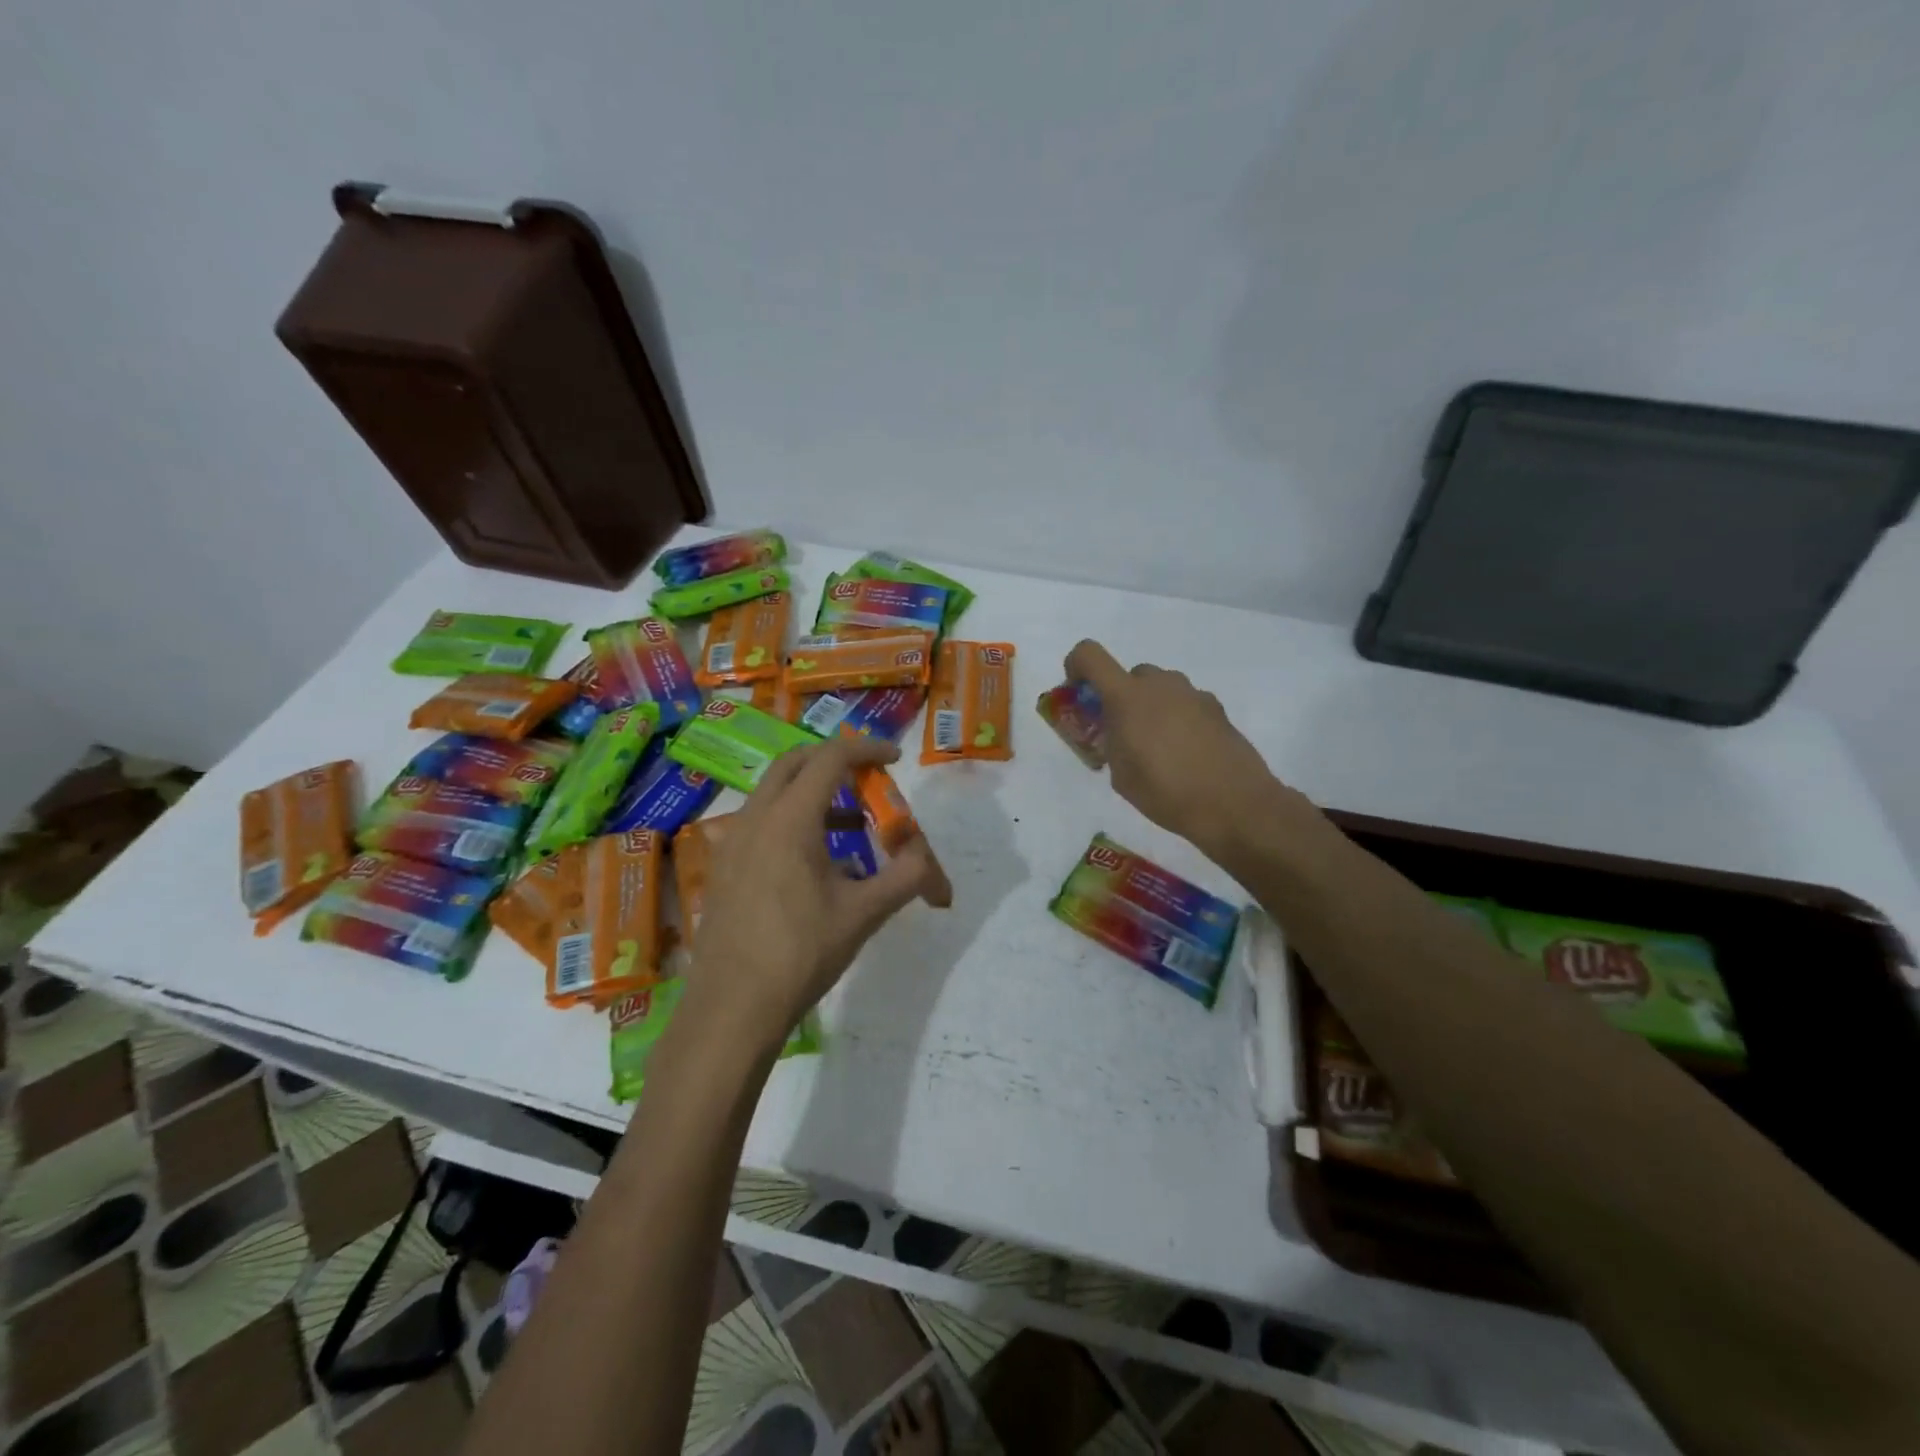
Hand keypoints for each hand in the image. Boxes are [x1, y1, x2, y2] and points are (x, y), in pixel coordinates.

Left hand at [685, 736, 945, 1052]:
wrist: (732, 1008)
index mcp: (790, 819)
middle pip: (795, 764)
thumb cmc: (801, 953)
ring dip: (813, 795)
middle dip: (834, 761)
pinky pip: (761, 823)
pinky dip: (792, 821)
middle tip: (868, 778)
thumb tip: (927, 856)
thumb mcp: (864, 913)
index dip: (866, 749)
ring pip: (774, 794)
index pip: (831, 758)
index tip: (894, 757)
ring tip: (852, 826)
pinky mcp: (723, 868)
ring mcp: (732, 843)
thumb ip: (905, 876)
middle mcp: (755, 818)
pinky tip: (816, 864)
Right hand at [1065, 639, 1305, 861]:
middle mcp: (1160, 685)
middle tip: (1123, 733)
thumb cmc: (1166, 792)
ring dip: (1151, 707)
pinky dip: (1178, 719)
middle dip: (1121, 697)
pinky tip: (1186, 754)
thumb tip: (1119, 735)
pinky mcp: (1217, 708)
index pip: (1090, 655)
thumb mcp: (1121, 775)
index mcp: (1127, 697)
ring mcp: (1193, 694)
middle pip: (1130, 675)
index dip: (1076, 665)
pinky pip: (1185, 703)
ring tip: (1157, 748)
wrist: (1234, 804)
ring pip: (1161, 689)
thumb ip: (1112, 744)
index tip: (1078, 691)